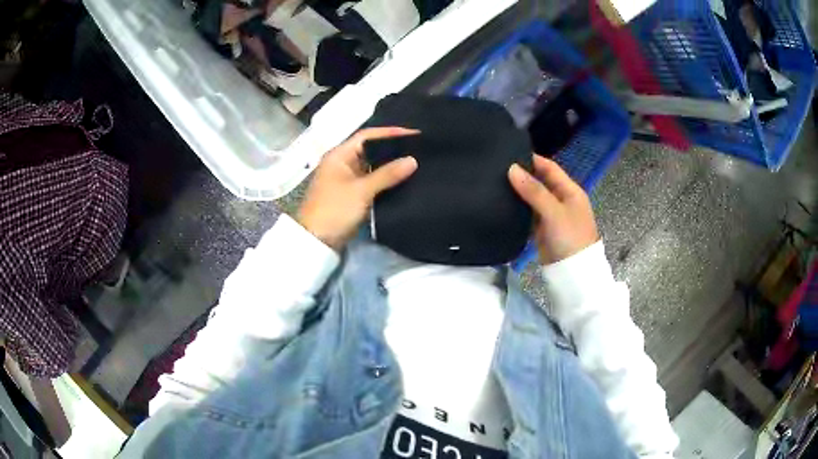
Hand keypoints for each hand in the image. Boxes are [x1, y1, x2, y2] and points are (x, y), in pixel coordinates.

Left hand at [297, 127, 418, 250]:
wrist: (317, 241)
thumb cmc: (335, 209)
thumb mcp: (362, 190)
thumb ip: (387, 174)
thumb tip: (413, 160)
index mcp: (339, 155)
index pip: (367, 135)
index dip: (390, 132)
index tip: (414, 134)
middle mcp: (342, 162)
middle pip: (370, 149)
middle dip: (393, 148)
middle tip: (418, 148)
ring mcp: (346, 179)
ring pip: (372, 166)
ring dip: (390, 164)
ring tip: (415, 162)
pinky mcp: (351, 194)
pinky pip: (371, 180)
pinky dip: (384, 179)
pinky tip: (402, 180)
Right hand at [508, 155, 598, 264]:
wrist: (573, 274)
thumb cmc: (570, 237)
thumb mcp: (554, 211)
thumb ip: (533, 190)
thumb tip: (511, 168)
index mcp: (570, 191)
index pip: (549, 168)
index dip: (532, 159)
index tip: (509, 154)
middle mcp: (561, 200)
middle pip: (540, 182)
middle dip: (522, 176)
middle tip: (497, 169)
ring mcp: (551, 216)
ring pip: (532, 199)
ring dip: (518, 193)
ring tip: (494, 184)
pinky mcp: (542, 230)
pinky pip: (528, 215)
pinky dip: (518, 210)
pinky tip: (502, 205)